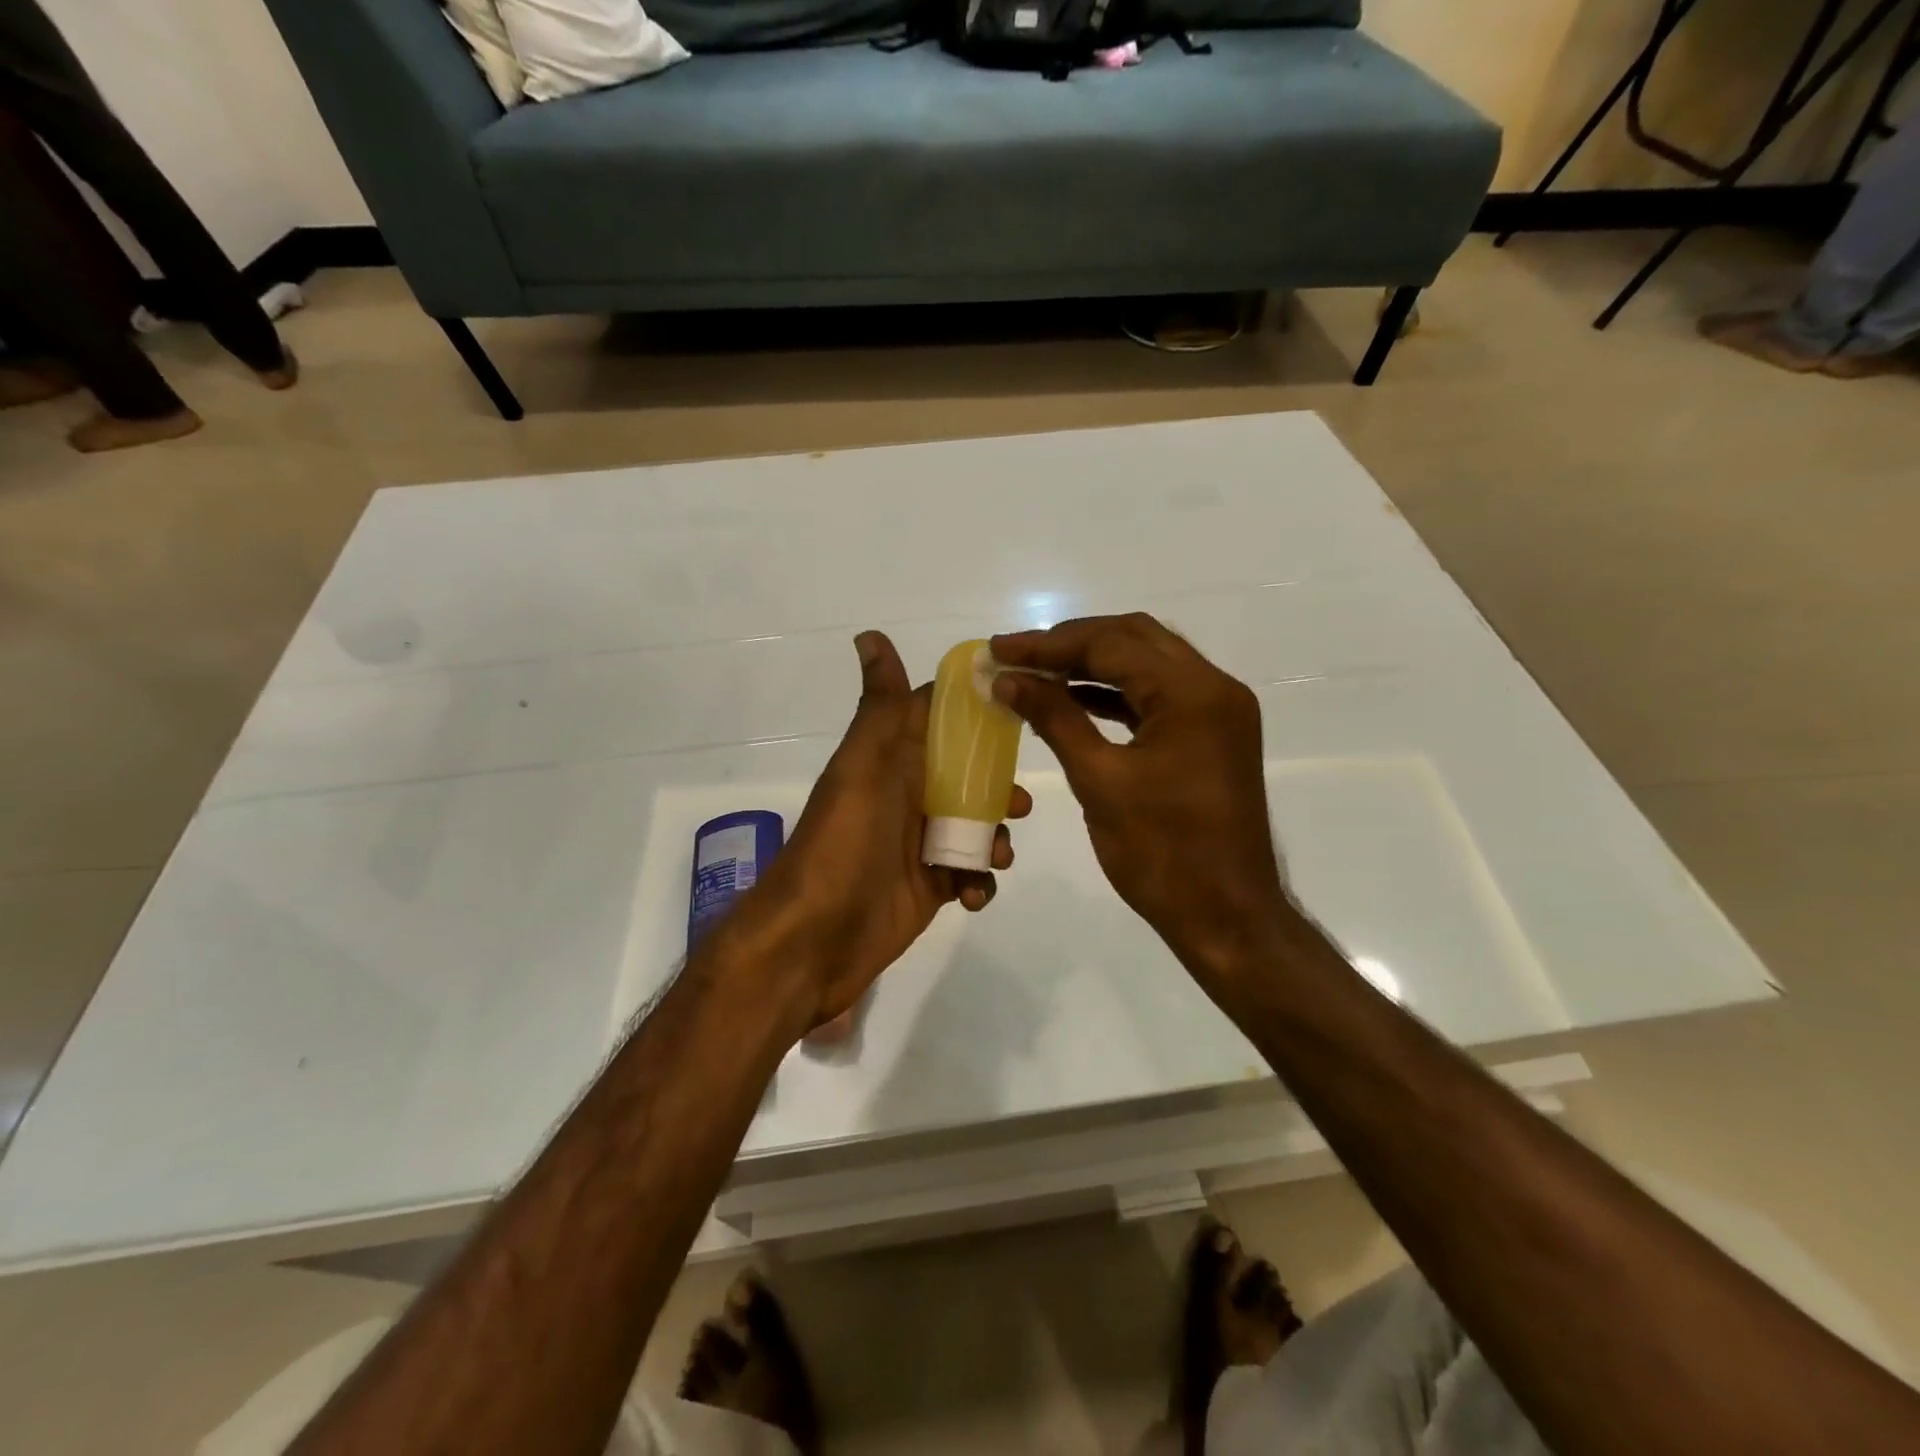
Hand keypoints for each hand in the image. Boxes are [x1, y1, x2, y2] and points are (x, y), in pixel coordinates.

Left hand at [737, 631, 1029, 1038]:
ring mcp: (919, 845)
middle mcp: (907, 797)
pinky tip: (973, 895)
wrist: (816, 936)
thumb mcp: (865, 765)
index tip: (1024, 706)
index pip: (941, 722)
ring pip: (976, 827)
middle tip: (1018, 804)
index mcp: (893, 761)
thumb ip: (882, 707)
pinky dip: (981, 881)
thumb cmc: (846, 841)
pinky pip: (970, 875)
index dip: (978, 713)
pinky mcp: (930, 887)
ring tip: (994, 856)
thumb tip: (869, 634)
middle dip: (999, 787)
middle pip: (968, 778)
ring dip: (994, 838)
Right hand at [990, 614, 1287, 987]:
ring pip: (1146, 664)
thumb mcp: (1099, 780)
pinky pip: (1156, 696)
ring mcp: (1217, 711)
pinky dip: (1114, 693)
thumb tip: (1008, 678)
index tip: (998, 647)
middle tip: (1017, 656)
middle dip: (1071, 644)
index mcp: (1193, 693)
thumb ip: (1054, 718)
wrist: (1226, 916)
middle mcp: (1214, 687)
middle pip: (1134, 639)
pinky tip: (1073, 700)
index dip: (1048, 644)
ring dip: (1092, 664)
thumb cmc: (1162, 853)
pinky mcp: (1210, 734)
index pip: (1112, 645)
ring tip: (1036, 674)